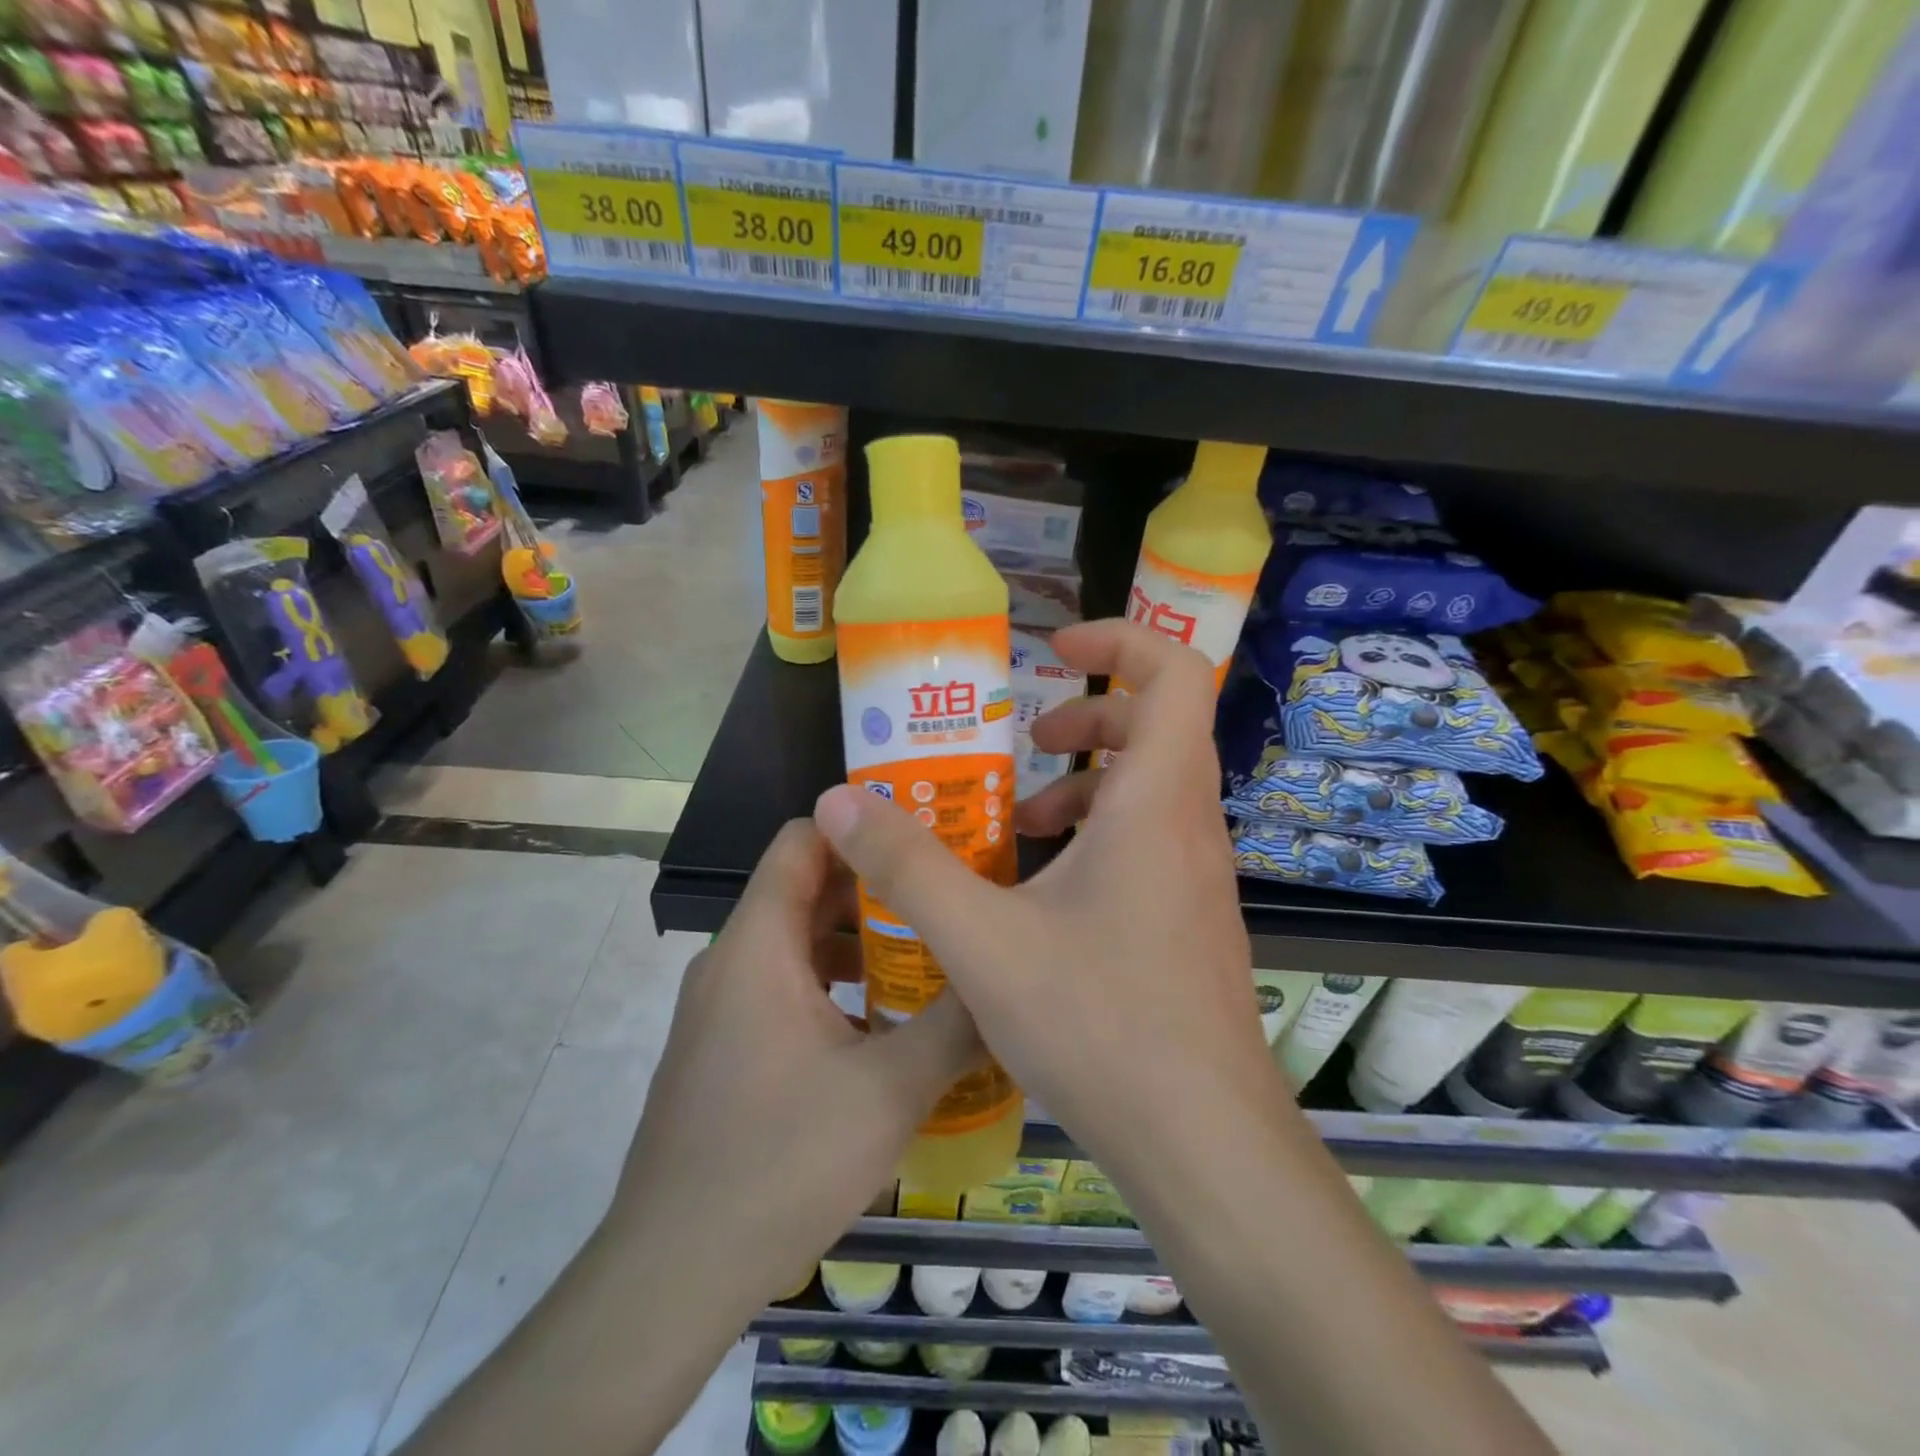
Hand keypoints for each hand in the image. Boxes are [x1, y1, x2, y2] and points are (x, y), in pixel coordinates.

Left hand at [610, 820, 984, 1307]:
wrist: (673, 1273)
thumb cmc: (780, 1162)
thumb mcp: (891, 1090)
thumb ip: (956, 1025)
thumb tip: (1008, 979)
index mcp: (758, 944)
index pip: (802, 839)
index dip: (860, 825)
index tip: (924, 834)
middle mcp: (732, 960)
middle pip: (806, 889)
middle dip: (876, 886)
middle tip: (946, 892)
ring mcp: (723, 1007)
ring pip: (799, 943)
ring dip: (861, 941)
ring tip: (930, 952)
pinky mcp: (725, 1048)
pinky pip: (786, 987)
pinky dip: (836, 984)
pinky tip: (887, 1024)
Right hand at [811, 618, 1278, 1187]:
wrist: (1202, 1142)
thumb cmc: (1099, 1023)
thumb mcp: (982, 939)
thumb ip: (906, 865)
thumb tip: (838, 803)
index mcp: (1157, 802)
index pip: (1175, 672)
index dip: (1120, 640)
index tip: (1054, 649)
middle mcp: (1191, 826)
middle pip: (1159, 726)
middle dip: (1088, 717)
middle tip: (1027, 742)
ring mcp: (1200, 877)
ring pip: (1153, 790)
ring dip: (1088, 786)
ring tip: (1023, 825)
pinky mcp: (1194, 921)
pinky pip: (1152, 843)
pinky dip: (1101, 838)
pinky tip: (1045, 895)